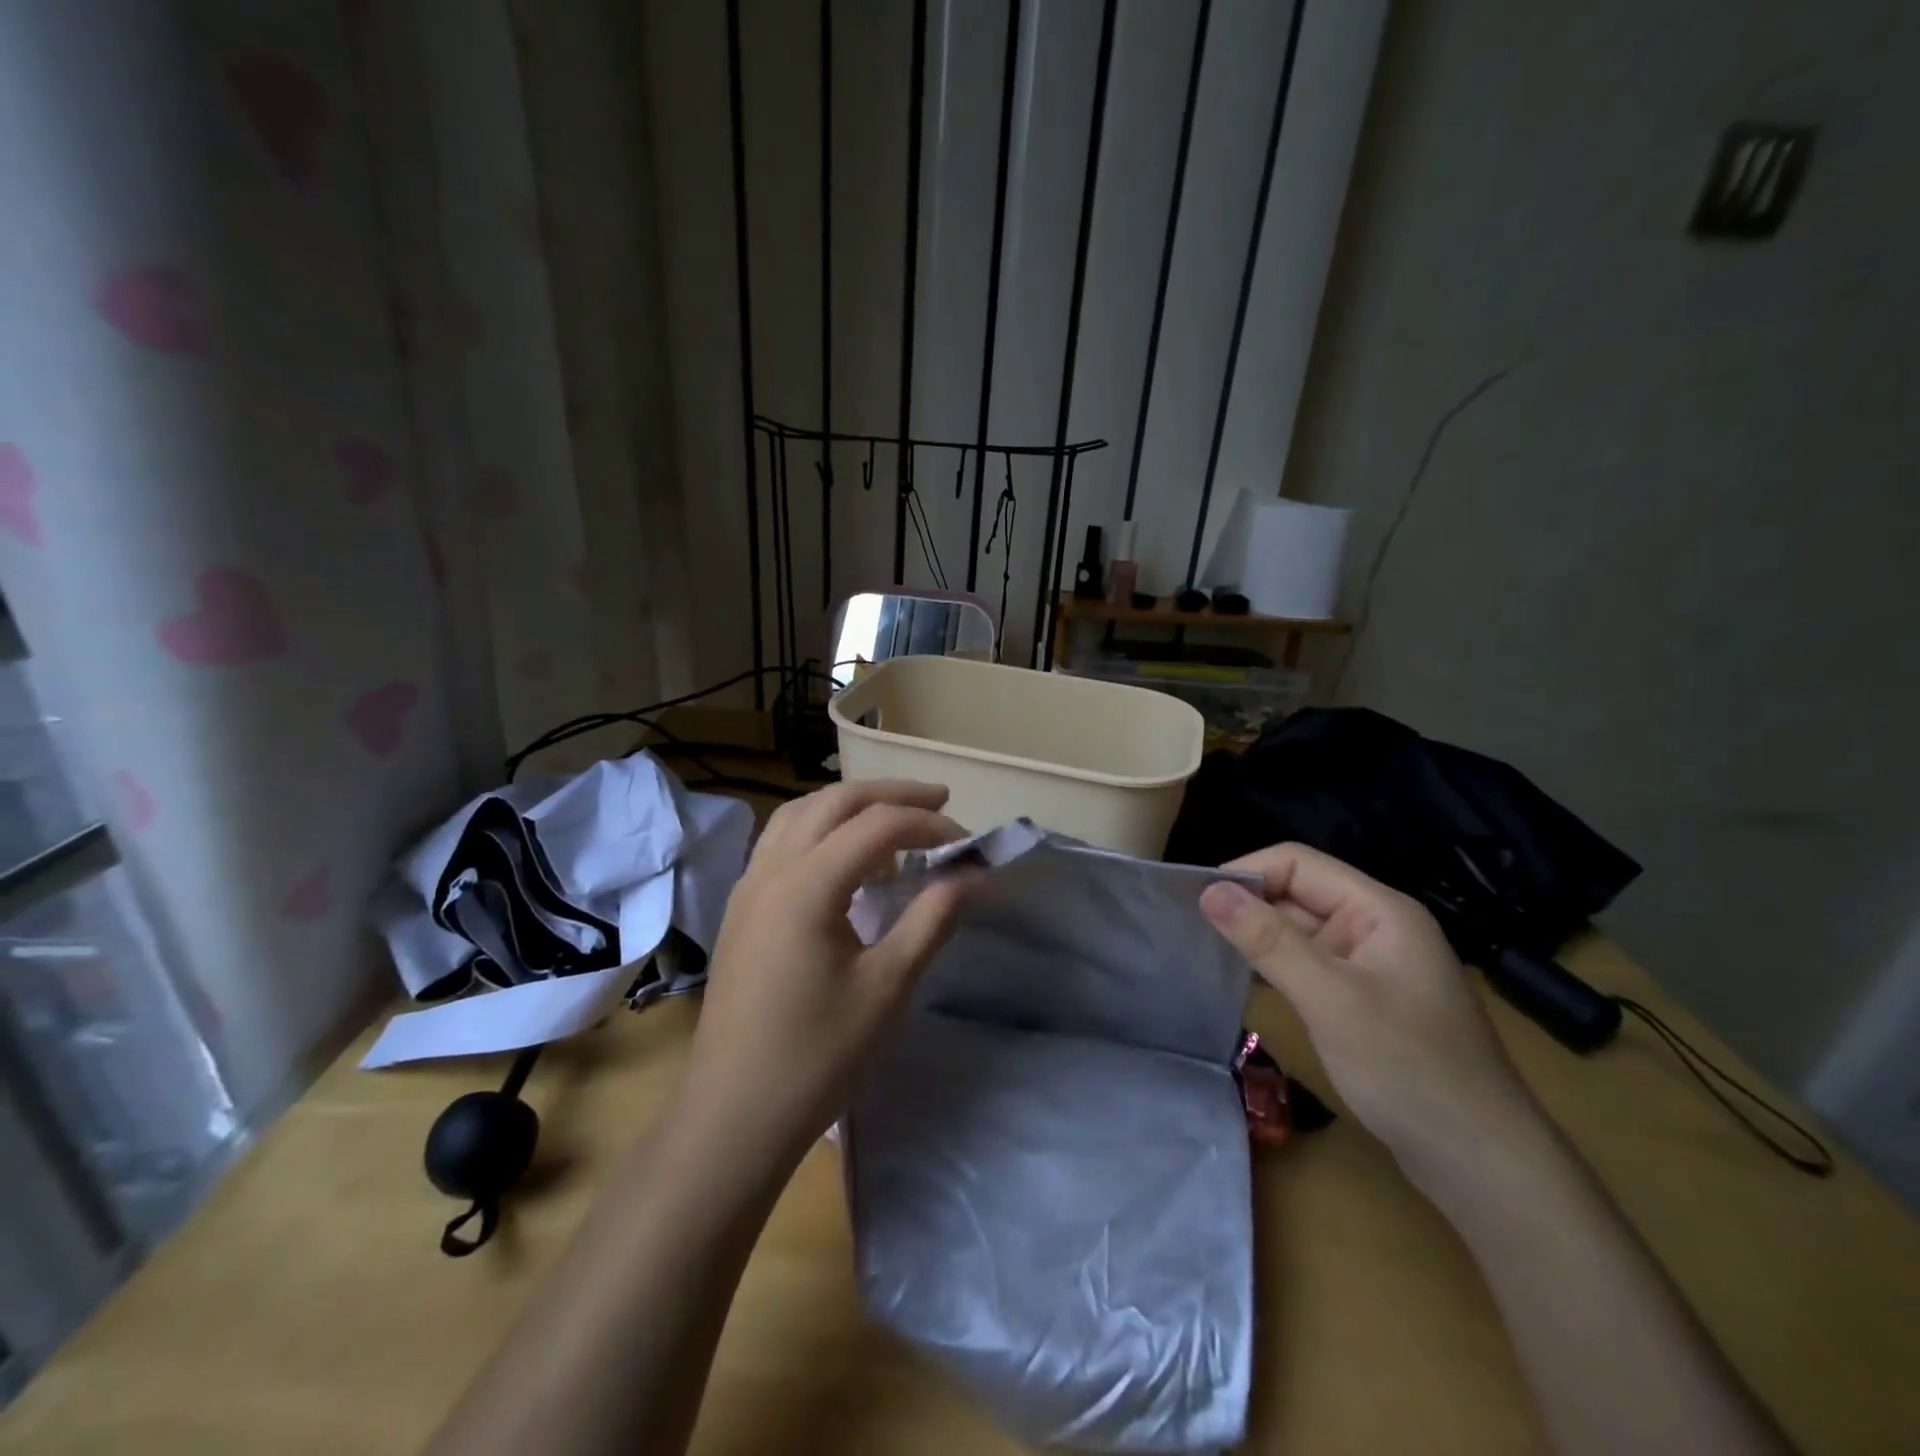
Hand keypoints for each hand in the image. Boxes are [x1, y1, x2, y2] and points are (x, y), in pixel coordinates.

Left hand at [681, 780, 973, 1168]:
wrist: (733, 1115)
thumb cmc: (817, 1056)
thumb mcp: (887, 987)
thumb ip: (932, 919)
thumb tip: (975, 874)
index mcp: (806, 885)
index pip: (877, 826)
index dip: (929, 824)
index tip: (967, 846)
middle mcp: (770, 870)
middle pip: (834, 802)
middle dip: (890, 794)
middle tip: (940, 800)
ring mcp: (748, 887)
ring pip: (799, 814)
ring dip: (849, 804)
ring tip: (892, 818)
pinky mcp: (741, 908)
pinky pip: (781, 841)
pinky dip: (820, 828)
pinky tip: (844, 857)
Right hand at [1199, 843, 1542, 1189]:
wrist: (1481, 1165)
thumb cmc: (1409, 1070)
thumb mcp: (1330, 999)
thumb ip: (1268, 941)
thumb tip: (1209, 891)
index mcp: (1378, 909)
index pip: (1297, 864)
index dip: (1246, 874)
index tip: (1196, 901)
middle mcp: (1374, 927)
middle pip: (1296, 894)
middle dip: (1246, 906)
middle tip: (1188, 927)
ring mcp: (1368, 965)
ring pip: (1297, 931)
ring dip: (1255, 938)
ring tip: (1201, 949)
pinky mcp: (1360, 999)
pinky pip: (1306, 965)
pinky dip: (1272, 967)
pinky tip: (1239, 981)